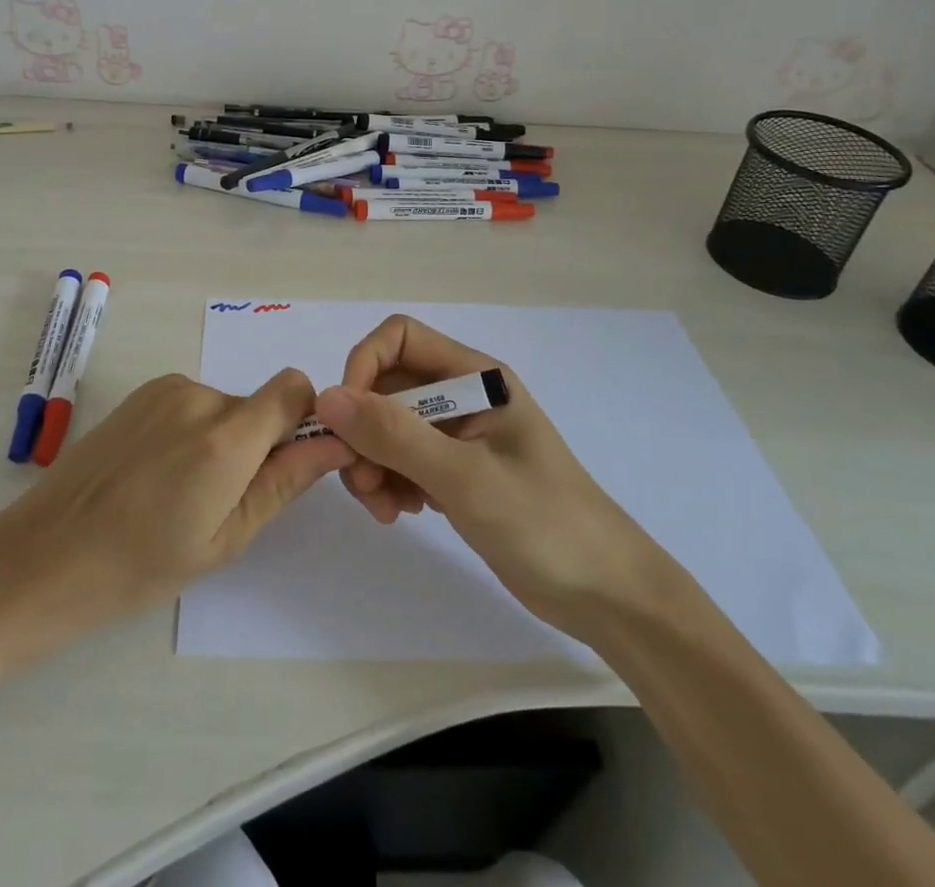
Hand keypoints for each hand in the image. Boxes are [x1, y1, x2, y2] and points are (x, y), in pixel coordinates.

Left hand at [0, 370, 351, 661]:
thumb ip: (284, 482)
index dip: (304, 420)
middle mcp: (199, 396)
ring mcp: (165, 390)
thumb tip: (336, 443)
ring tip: (180, 493)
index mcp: (226, 437)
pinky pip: (192, 403)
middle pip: (258, 405)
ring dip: (222, 440)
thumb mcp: (225, 539)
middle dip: (257, 444)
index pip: (294, 388)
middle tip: (221, 502)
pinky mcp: (141, 393)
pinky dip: (192, 431)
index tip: (288, 463)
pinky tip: (157, 474)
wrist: (44, 555)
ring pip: (224, 407)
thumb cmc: (140, 565)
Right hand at [314, 315, 664, 629]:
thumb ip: (395, 435)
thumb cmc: (544, 523)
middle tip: (362, 481)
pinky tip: (401, 513)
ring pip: (388, 425)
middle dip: (363, 429)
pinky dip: (390, 480)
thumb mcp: (464, 477)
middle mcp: (463, 396)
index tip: (346, 419)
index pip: (400, 338)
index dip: (364, 367)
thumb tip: (327, 397)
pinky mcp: (456, 471)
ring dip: (372, 460)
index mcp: (475, 377)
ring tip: (383, 507)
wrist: (607, 594)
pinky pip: (403, 458)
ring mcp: (459, 435)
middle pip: (387, 386)